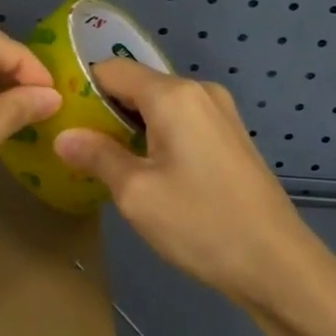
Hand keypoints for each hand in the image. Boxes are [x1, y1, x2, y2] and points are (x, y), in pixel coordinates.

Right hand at [52, 61, 324, 309]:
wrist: (278, 264)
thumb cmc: (201, 223)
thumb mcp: (136, 193)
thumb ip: (97, 156)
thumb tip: (64, 136)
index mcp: (174, 95)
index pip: (113, 70)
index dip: (81, 88)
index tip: (58, 116)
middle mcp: (200, 91)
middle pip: (137, 85)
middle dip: (104, 109)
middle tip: (75, 143)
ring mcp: (221, 113)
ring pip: (159, 105)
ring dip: (130, 125)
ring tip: (103, 159)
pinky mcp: (231, 137)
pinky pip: (181, 121)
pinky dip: (156, 135)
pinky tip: (145, 169)